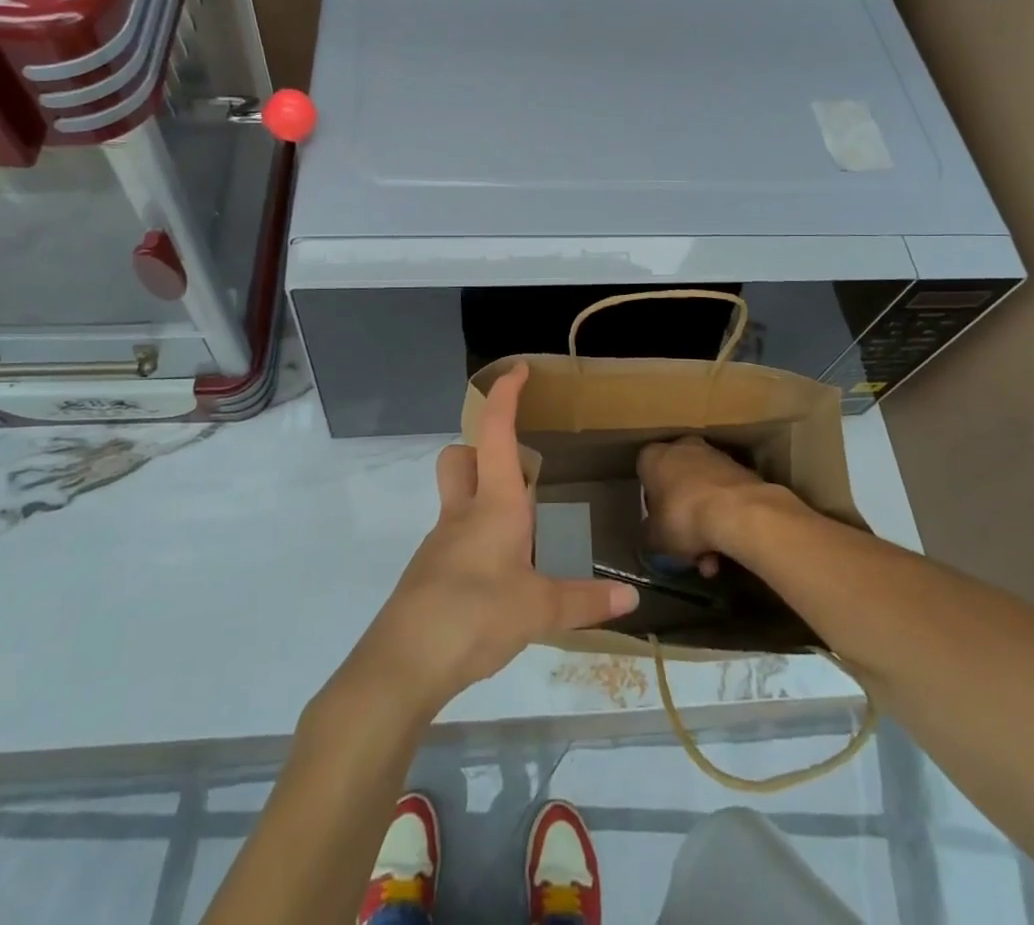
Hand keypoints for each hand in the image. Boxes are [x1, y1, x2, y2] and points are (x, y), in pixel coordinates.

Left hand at [350, 364, 638, 713]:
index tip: (518, 370)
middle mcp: (463, 512)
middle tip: (520, 470)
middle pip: (460, 457)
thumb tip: (631, 598)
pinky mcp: (430, 573)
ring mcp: (441, 542)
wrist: (402, 664)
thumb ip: (584, 600)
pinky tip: (502, 576)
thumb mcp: (538, 610)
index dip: (505, 395)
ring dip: (485, 496)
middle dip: (482, 449)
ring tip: (525, 531)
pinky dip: (479, 539)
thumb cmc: (474, 616)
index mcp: (494, 504)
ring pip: (458, 497)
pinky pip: (456, 537)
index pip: (495, 432)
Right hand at [637, 435, 800, 575]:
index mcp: (653, 456)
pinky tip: (729, 549)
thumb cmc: (683, 517)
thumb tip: (651, 534)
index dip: (651, 503)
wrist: (738, 511)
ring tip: (713, 561)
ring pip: (703, 492)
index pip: (645, 474)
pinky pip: (724, 496)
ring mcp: (714, 456)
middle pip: (677, 484)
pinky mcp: (740, 469)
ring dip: (706, 523)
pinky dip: (725, 518)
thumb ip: (649, 533)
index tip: (659, 525)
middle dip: (683, 517)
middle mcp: (682, 447)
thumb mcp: (654, 538)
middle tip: (688, 548)